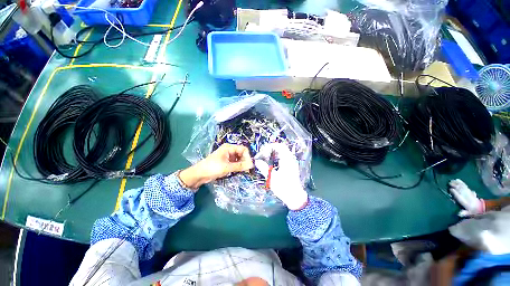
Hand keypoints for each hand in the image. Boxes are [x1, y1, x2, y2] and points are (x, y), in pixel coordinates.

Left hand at [179, 144, 253, 189]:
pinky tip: (238, 171)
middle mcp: (229, 150)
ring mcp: (228, 156)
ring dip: (242, 164)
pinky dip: (238, 166)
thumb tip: (252, 165)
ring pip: (239, 159)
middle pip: (242, 153)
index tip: (249, 165)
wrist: (200, 174)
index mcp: (229, 148)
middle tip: (247, 169)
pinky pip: (236, 163)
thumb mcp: (227, 167)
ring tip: (243, 170)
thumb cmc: (212, 168)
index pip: (243, 149)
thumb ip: (240, 166)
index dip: (247, 156)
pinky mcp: (227, 162)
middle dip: (245, 160)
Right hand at [254, 143, 307, 209]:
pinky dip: (275, 158)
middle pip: (280, 148)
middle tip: (262, 155)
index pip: (279, 146)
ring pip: (281, 153)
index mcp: (287, 159)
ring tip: (265, 159)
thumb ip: (263, 168)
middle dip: (270, 150)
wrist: (295, 197)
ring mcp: (291, 162)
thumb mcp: (271, 178)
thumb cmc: (284, 188)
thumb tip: (257, 161)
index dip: (269, 147)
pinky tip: (270, 164)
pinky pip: (282, 158)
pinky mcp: (290, 166)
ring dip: (272, 154)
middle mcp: (290, 159)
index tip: (262, 153)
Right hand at [448, 179, 484, 216]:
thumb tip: (458, 213)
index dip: (455, 193)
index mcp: (466, 202)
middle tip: (449, 183)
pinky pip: (465, 186)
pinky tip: (458, 180)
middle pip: (461, 190)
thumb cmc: (473, 211)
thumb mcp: (469, 213)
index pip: (460, 197)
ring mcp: (469, 193)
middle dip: (455, 186)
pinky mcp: (470, 191)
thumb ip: (464, 213)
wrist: (482, 207)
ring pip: (463, 187)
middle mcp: (467, 197)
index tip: (450, 189)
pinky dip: (461, 182)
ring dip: (457, 183)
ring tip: (452, 180)